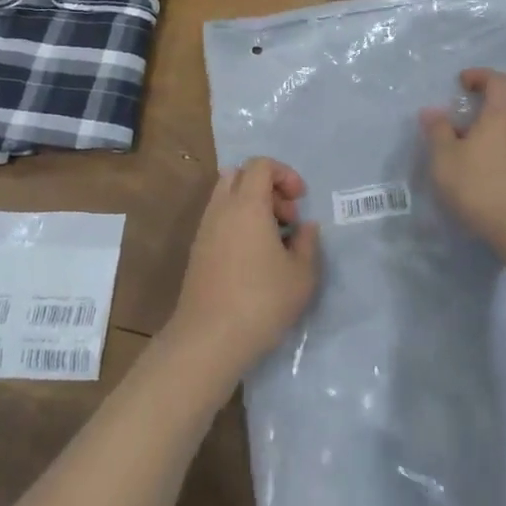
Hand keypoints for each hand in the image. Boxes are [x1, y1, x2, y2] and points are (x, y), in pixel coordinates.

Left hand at [168, 158, 320, 370]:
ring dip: (252, 206)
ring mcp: (205, 229)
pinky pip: (219, 219)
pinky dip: (237, 224)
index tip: (300, 200)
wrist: (208, 340)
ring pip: (226, 197)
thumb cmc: (261, 302)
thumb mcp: (302, 275)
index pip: (261, 164)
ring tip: (273, 239)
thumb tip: (306, 227)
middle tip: (287, 217)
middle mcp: (222, 209)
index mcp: (247, 204)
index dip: (284, 174)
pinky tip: (254, 258)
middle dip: (267, 186)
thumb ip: (308, 243)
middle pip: (240, 174)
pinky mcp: (197, 252)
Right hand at [421, 68, 505, 257]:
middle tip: (460, 146)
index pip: (498, 82)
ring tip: (477, 179)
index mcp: (502, 119)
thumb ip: (438, 133)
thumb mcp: (446, 162)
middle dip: (482, 126)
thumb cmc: (484, 190)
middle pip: (505, 119)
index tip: (464, 83)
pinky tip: (498, 198)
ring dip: (497, 153)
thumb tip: (433, 111)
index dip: (481, 76)